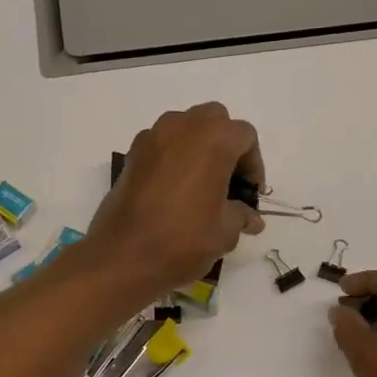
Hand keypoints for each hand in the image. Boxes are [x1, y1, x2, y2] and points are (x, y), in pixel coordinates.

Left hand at [86, 103, 266, 295]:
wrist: (123, 256)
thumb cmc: (183, 240)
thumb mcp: (224, 232)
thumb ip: (241, 216)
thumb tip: (251, 219)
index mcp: (213, 140)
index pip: (245, 136)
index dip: (254, 164)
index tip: (250, 193)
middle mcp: (182, 127)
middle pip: (215, 120)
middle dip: (226, 145)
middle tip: (229, 181)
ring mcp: (152, 137)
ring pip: (185, 127)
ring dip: (199, 147)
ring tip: (202, 184)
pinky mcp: (131, 154)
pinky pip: (161, 144)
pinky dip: (174, 157)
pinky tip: (175, 190)